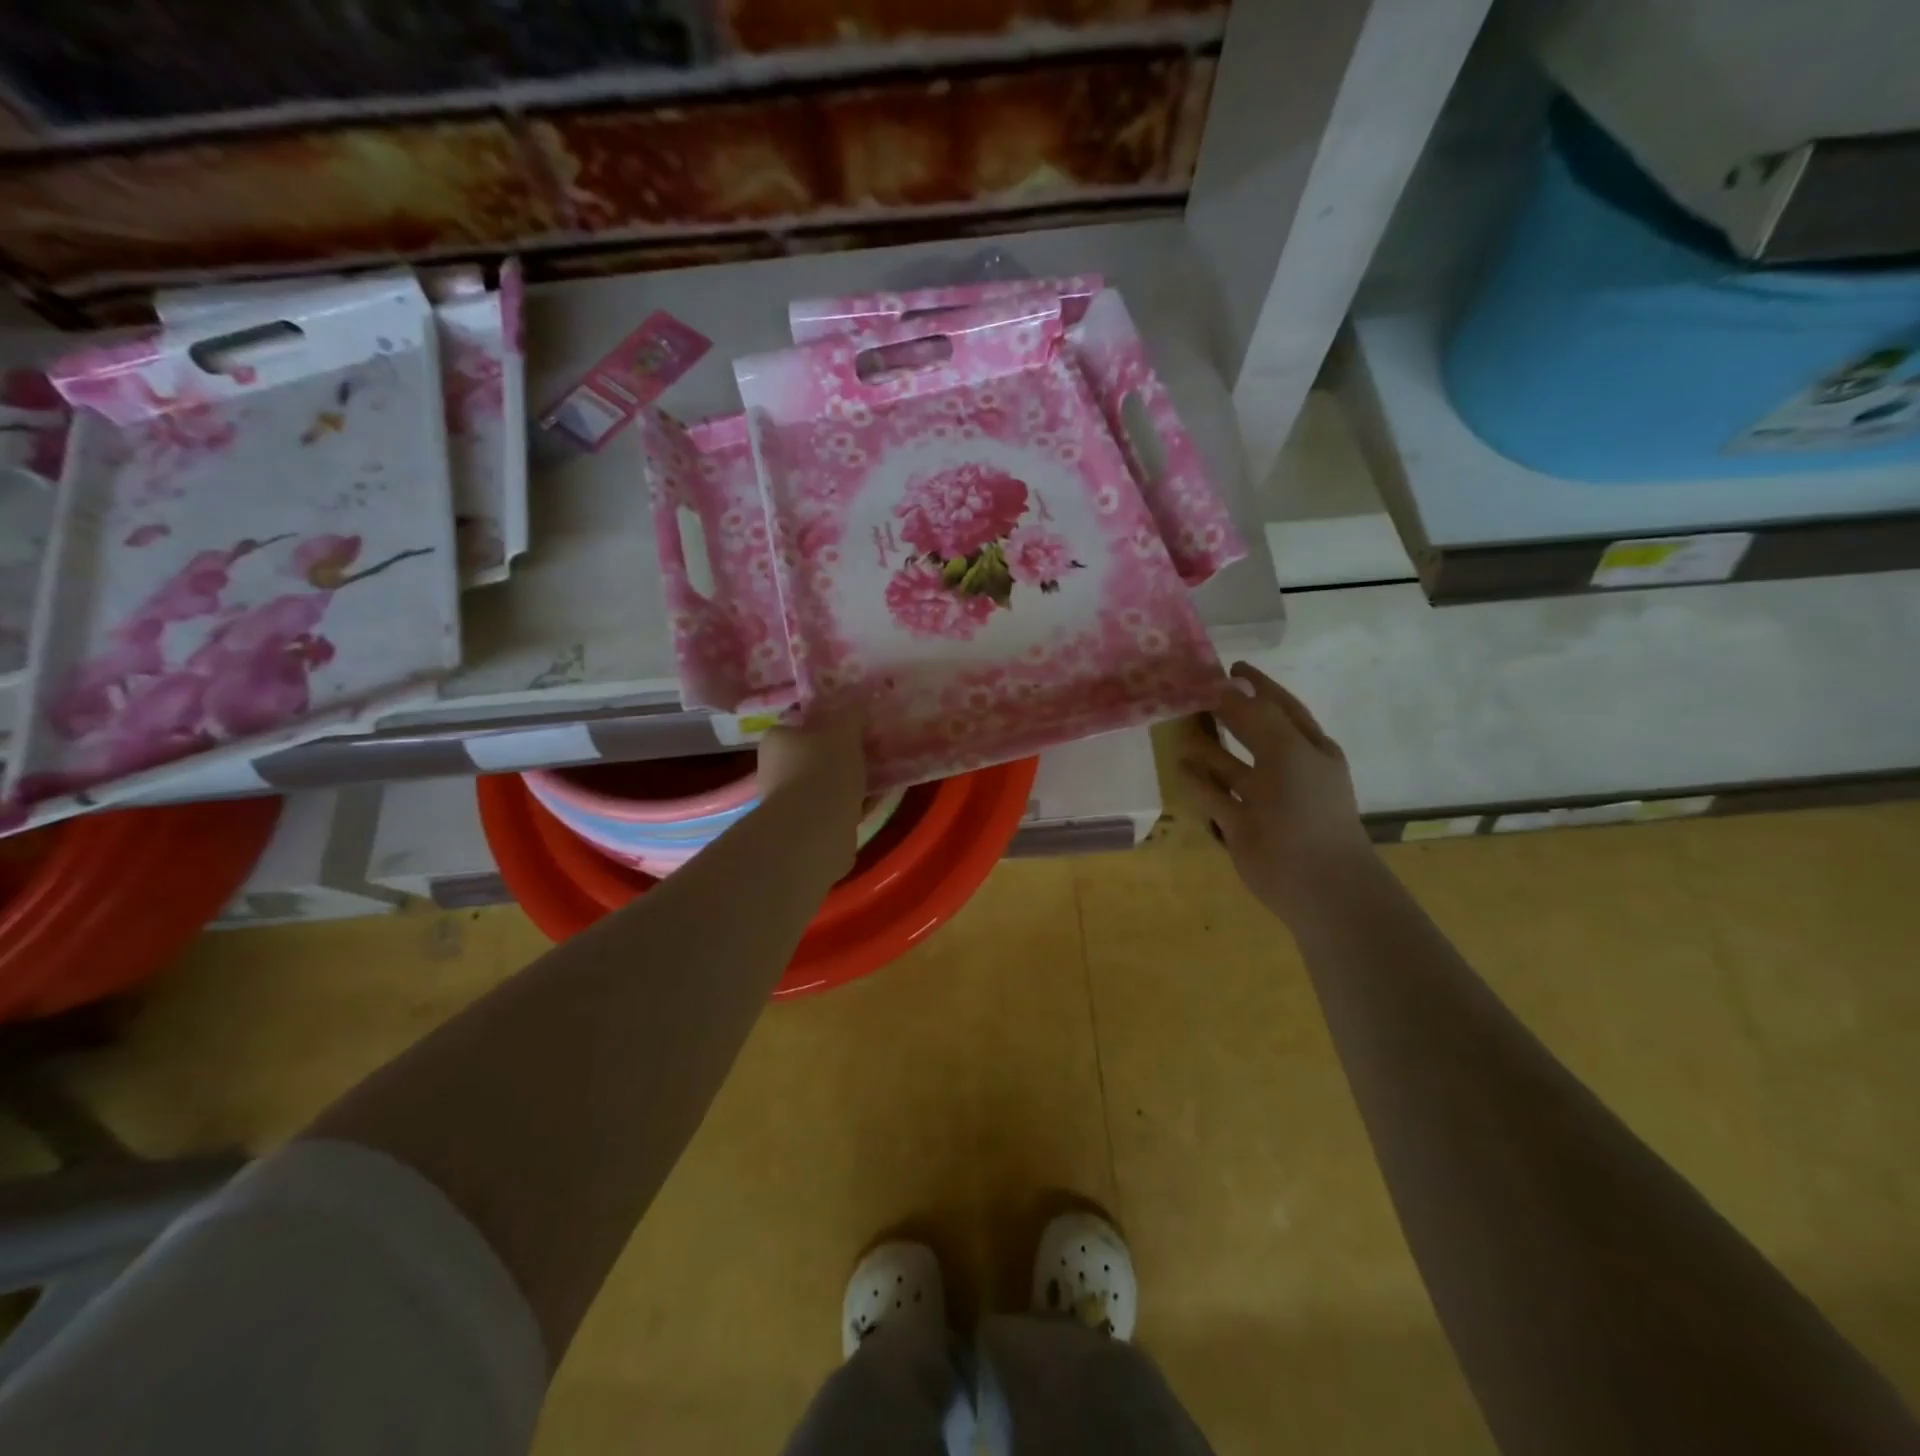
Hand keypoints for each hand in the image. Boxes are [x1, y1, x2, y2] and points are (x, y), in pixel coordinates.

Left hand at [756, 711, 867, 857]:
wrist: (814, 830)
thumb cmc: (823, 769)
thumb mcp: (844, 731)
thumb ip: (852, 715)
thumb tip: (858, 708)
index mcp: (776, 739)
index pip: (800, 724)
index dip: (828, 724)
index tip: (854, 729)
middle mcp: (773, 769)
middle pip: (813, 755)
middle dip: (840, 755)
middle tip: (870, 752)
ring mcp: (786, 802)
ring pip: (823, 784)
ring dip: (847, 782)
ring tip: (878, 777)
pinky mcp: (802, 828)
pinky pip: (832, 809)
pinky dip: (851, 805)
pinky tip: (874, 802)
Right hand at [1177, 663, 1373, 925]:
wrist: (1314, 879)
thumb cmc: (1307, 806)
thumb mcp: (1288, 749)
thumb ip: (1256, 715)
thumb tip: (1226, 686)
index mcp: (1308, 748)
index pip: (1281, 707)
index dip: (1259, 686)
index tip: (1231, 667)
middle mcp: (1286, 769)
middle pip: (1252, 733)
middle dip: (1228, 714)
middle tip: (1194, 694)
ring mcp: (1262, 798)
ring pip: (1230, 765)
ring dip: (1208, 747)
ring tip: (1179, 727)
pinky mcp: (1240, 824)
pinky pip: (1215, 795)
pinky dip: (1198, 781)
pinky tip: (1178, 765)